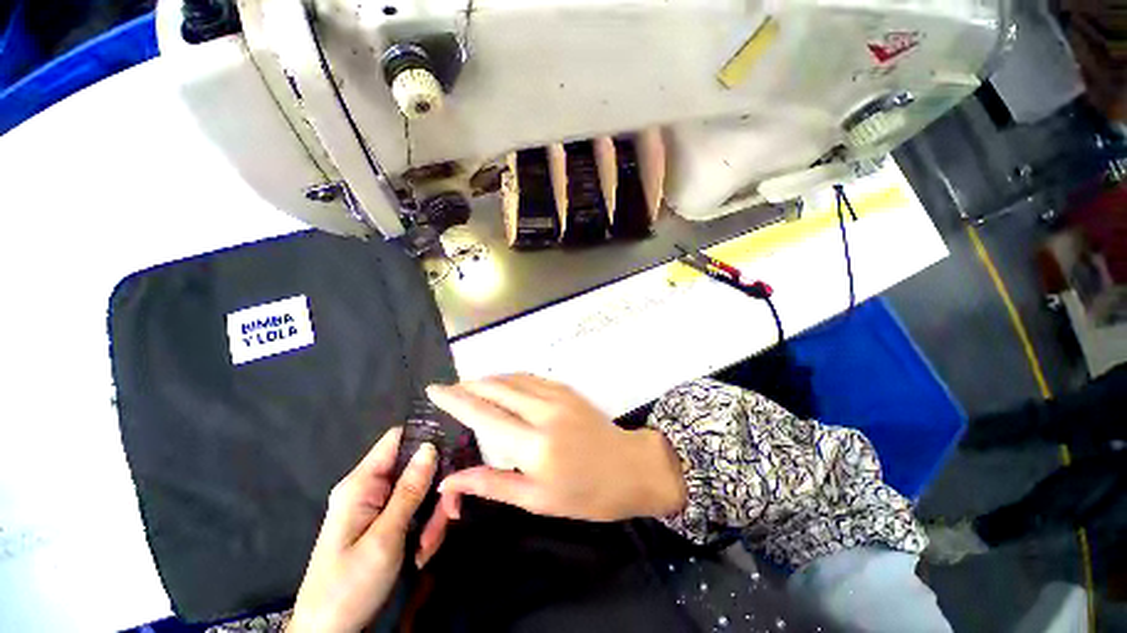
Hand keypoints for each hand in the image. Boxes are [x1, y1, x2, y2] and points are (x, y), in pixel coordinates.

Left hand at [288, 428, 437, 632]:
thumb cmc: (349, 586)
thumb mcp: (384, 538)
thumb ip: (409, 490)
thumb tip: (430, 446)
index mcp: (361, 484)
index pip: (397, 439)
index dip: (426, 438)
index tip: (455, 450)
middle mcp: (368, 489)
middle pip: (414, 468)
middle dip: (435, 490)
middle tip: (448, 516)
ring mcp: (375, 506)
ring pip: (419, 492)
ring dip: (431, 515)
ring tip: (428, 546)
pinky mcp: (382, 523)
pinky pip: (413, 511)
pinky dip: (423, 527)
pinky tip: (421, 552)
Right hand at [427, 374, 685, 522]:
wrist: (631, 468)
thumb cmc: (586, 494)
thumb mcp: (536, 499)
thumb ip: (491, 484)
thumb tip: (449, 481)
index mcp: (534, 444)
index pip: (484, 414)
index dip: (456, 399)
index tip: (434, 389)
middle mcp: (543, 411)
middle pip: (496, 388)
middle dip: (469, 384)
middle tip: (450, 389)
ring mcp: (558, 396)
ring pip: (513, 379)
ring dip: (489, 379)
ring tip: (470, 386)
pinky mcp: (567, 390)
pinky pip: (531, 378)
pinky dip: (511, 378)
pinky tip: (503, 384)